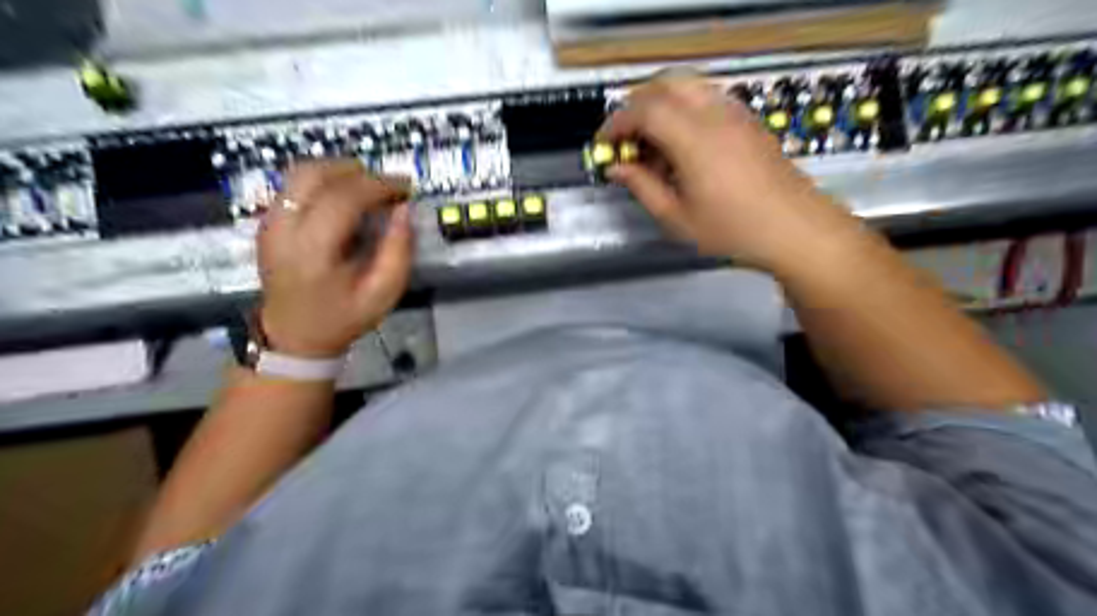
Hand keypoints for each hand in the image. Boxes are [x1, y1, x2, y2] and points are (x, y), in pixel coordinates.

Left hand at [256, 161, 410, 358]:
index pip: (343, 197)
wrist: (294, 335)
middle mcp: (283, 228)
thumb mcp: (383, 294)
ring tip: (369, 186)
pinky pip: (295, 185)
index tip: (406, 187)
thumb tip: (403, 209)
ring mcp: (270, 221)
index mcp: (313, 250)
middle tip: (387, 185)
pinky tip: (346, 196)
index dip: (379, 184)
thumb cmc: (342, 317)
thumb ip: (399, 252)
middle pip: (315, 174)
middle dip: (358, 171)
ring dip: (339, 171)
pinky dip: (325, 181)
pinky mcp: (267, 221)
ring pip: (301, 173)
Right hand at [599, 76, 854, 271]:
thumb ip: (642, 187)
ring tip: (651, 145)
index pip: (644, 109)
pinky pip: (706, 99)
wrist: (794, 229)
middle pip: (664, 85)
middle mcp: (714, 114)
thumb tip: (616, 168)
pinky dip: (683, 110)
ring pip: (687, 87)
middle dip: (635, 106)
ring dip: (660, 106)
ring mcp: (734, 113)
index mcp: (694, 138)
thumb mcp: (677, 217)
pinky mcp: (747, 120)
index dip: (616, 123)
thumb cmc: (733, 230)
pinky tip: (681, 146)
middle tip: (624, 140)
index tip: (604, 145)